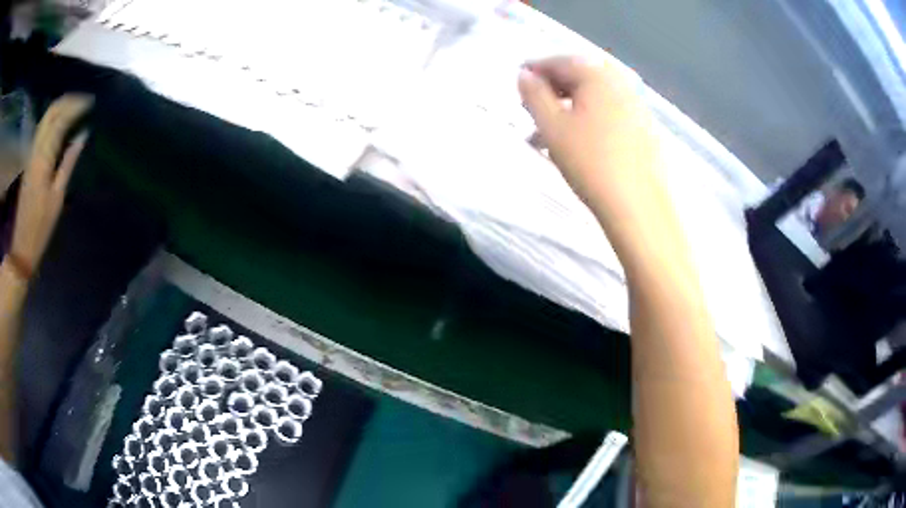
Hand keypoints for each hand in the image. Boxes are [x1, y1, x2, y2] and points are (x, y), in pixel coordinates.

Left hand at [10, 94, 91, 277]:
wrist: (22, 246)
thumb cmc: (41, 226)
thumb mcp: (57, 197)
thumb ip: (68, 162)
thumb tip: (83, 135)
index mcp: (43, 159)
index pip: (60, 120)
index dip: (76, 107)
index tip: (91, 102)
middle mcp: (36, 150)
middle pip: (51, 113)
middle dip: (68, 101)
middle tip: (84, 100)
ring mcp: (31, 154)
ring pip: (45, 118)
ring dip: (60, 106)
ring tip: (74, 105)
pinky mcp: (29, 160)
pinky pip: (41, 129)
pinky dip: (52, 118)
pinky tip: (60, 120)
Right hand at [518, 57, 657, 219]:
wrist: (638, 206)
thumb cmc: (590, 162)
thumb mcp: (552, 126)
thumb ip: (533, 95)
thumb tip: (524, 74)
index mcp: (598, 76)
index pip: (560, 62)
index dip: (535, 69)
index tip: (518, 81)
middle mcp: (621, 84)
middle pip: (580, 78)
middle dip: (553, 89)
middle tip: (532, 107)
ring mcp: (637, 107)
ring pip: (595, 98)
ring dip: (569, 108)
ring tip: (549, 132)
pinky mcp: (645, 130)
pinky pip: (610, 114)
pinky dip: (589, 119)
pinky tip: (579, 142)